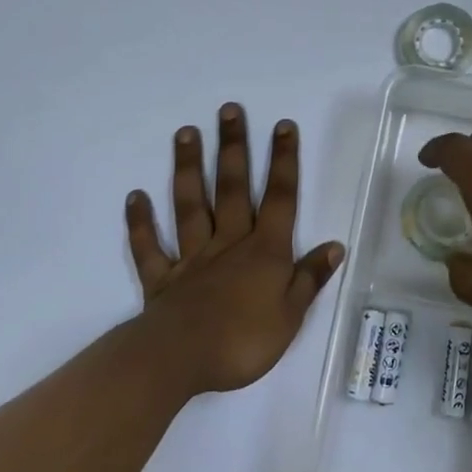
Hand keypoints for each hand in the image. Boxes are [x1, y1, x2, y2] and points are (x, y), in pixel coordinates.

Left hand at [127, 104, 343, 394]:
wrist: (179, 362)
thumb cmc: (243, 340)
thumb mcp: (291, 315)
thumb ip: (310, 278)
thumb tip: (336, 246)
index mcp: (264, 251)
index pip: (279, 198)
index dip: (283, 162)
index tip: (282, 126)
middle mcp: (228, 243)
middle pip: (232, 189)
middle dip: (233, 148)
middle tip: (228, 110)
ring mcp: (192, 258)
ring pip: (190, 206)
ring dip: (188, 169)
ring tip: (185, 134)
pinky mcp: (162, 279)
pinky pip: (149, 248)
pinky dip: (141, 223)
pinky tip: (135, 196)